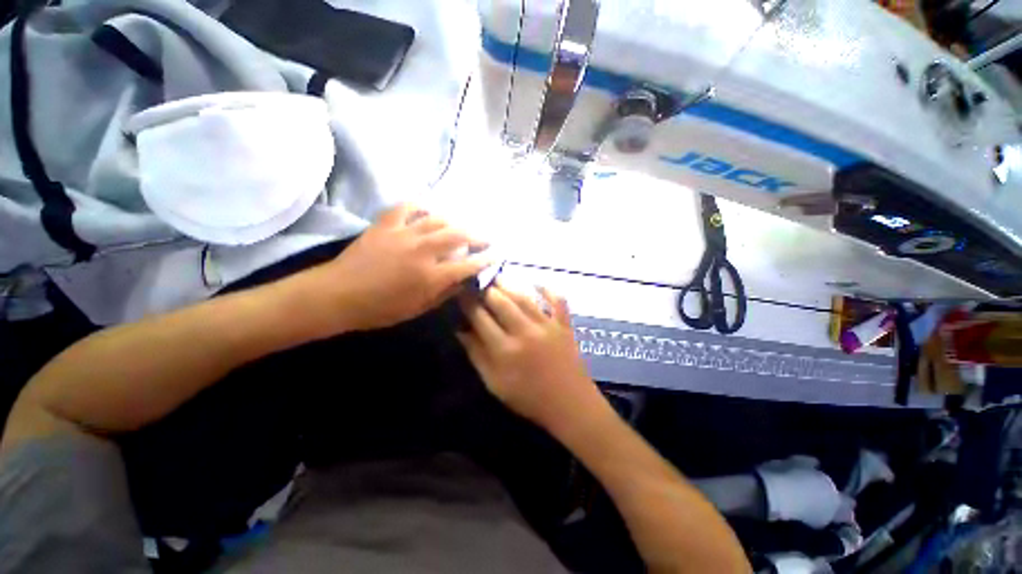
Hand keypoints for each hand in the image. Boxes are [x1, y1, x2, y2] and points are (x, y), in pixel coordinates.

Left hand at [305, 204, 489, 332]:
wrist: (338, 296)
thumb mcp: (418, 309)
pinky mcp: (386, 225)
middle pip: (459, 236)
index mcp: (431, 276)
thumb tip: (463, 281)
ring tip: (461, 227)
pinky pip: (407, 207)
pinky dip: (421, 206)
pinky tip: (428, 211)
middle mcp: (422, 251)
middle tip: (485, 239)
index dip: (485, 259)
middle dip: (477, 236)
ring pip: (438, 220)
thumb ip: (444, 293)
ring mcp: (404, 234)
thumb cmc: (380, 309)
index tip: (495, 255)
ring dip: (455, 222)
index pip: (468, 264)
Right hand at [456, 283, 601, 432]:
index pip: (481, 318)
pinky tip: (537, 283)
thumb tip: (461, 331)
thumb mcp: (494, 383)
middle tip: (478, 283)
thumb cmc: (528, 398)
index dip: (468, 303)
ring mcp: (547, 325)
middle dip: (486, 289)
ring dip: (509, 285)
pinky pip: (557, 300)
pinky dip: (548, 289)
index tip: (461, 294)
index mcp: (505, 349)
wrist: (570, 405)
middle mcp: (525, 331)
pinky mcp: (565, 324)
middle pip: (501, 301)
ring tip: (497, 277)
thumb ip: (477, 355)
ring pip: (524, 297)